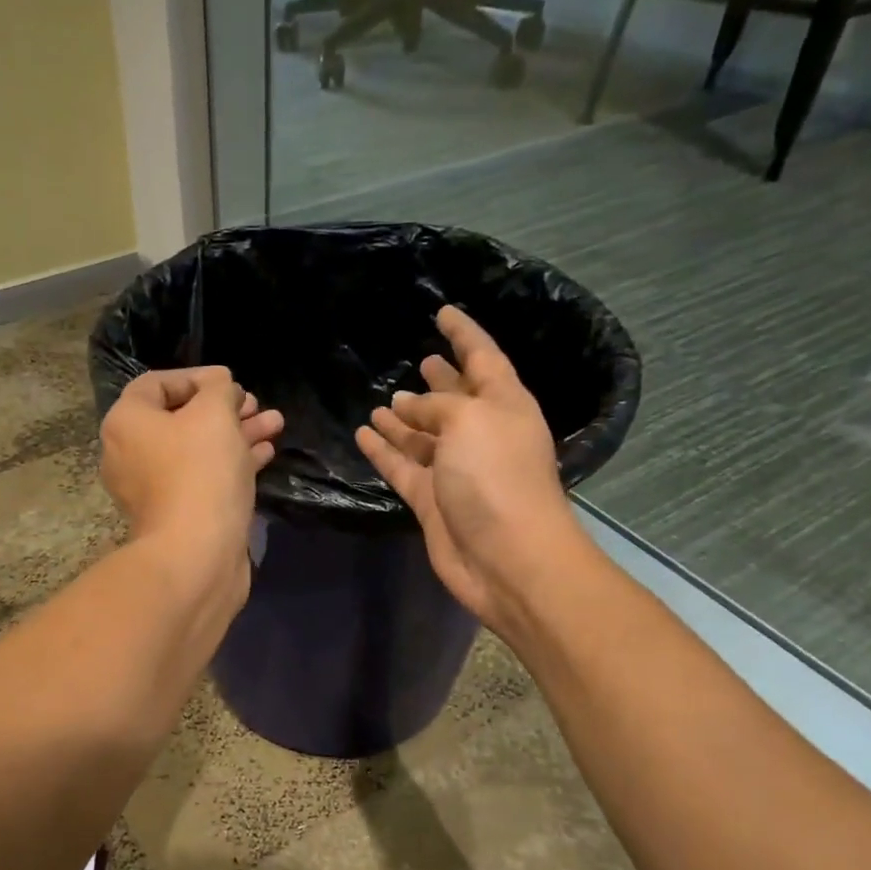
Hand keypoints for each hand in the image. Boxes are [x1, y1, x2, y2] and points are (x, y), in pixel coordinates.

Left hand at [100, 366, 283, 590]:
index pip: (157, 384)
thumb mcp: (215, 413)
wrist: (197, 555)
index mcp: (127, 423)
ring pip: (197, 449)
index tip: (232, 383)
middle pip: (180, 418)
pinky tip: (266, 453)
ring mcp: (153, 488)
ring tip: (275, 424)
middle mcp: (131, 453)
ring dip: (236, 433)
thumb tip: (220, 384)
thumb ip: (219, 388)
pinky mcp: (177, 514)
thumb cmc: (201, 472)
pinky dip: (231, 462)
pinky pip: (203, 477)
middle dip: (225, 408)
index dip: (197, 377)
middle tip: (257, 405)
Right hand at [355, 307, 581, 632]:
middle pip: (457, 400)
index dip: (465, 334)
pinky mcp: (431, 500)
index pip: (483, 358)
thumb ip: (436, 406)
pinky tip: (364, 433)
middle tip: (422, 360)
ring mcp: (455, 469)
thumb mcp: (470, 421)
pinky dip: (384, 451)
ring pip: (425, 435)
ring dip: (405, 418)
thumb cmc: (497, 477)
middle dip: (441, 380)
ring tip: (381, 402)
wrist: (506, 557)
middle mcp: (481, 434)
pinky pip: (402, 466)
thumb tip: (407, 407)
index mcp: (504, 406)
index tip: (443, 312)